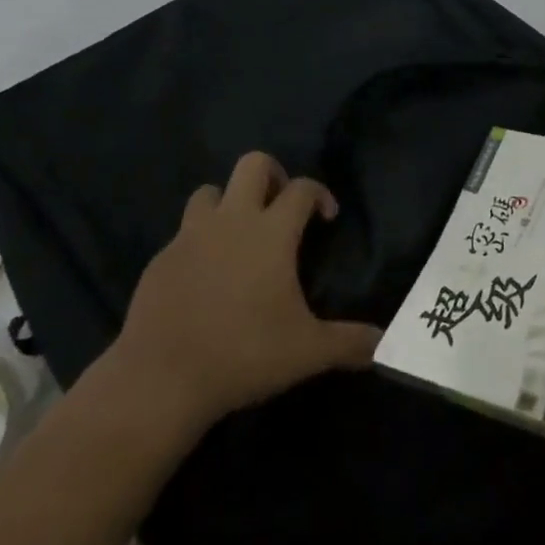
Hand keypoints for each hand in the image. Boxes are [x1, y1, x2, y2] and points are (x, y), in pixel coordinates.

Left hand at [104, 152, 381, 441]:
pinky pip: (184, 233)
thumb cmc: (243, 354)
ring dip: (229, 202)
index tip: (326, 218)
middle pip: (253, 164)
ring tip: (239, 236)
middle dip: (273, 175)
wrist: (160, 380)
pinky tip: (205, 277)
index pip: (302, 188)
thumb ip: (349, 343)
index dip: (320, 194)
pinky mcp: (160, 260)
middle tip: (281, 209)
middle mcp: (231, 221)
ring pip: (211, 191)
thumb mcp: (307, 352)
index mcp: (271, 232)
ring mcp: (190, 237)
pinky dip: (199, 242)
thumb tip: (384, 343)